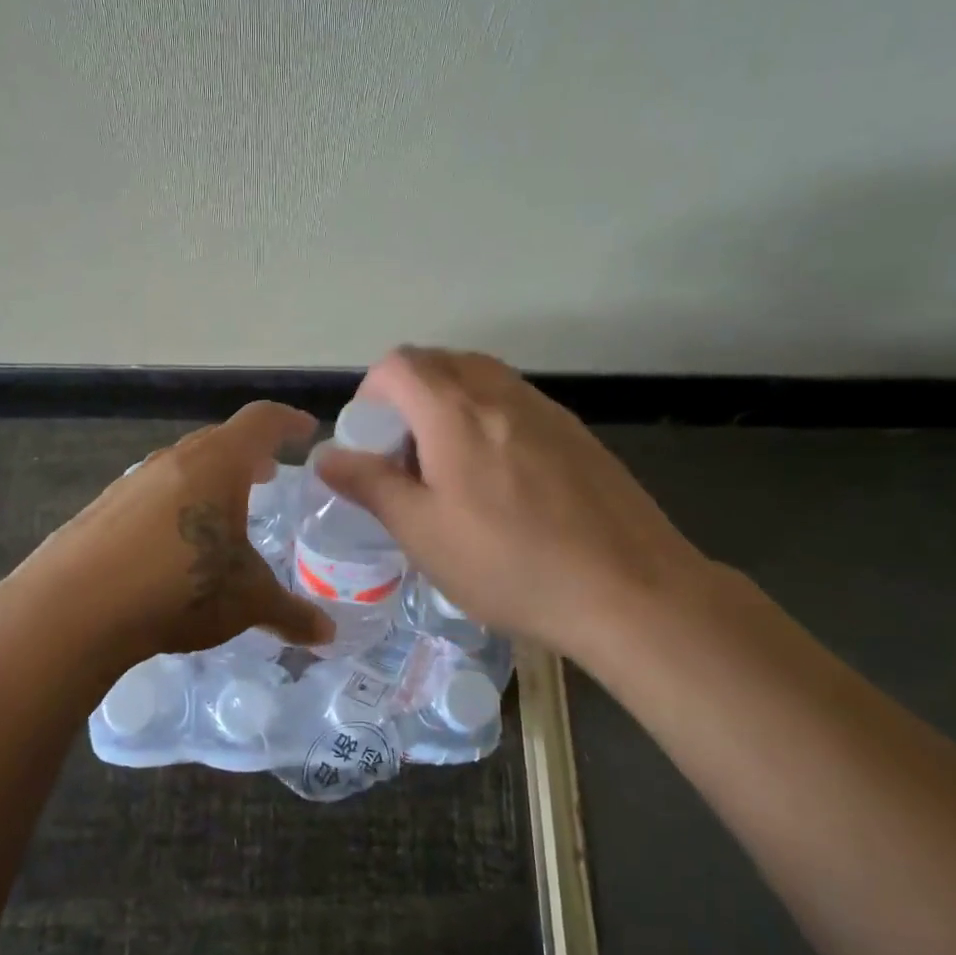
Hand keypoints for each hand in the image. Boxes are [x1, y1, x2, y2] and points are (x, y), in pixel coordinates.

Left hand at [7, 402, 333, 664]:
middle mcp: (174, 460)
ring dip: (210, 478)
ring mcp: (132, 482)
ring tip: (226, 507)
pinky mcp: (103, 508)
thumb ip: (291, 614)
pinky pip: (153, 493)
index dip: (288, 421)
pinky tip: (176, 541)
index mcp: (217, 463)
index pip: (261, 421)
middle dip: (250, 453)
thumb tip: (329, 636)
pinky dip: (176, 503)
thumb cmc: (179, 587)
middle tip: (271, 473)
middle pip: (220, 440)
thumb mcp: (247, 601)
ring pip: (183, 466)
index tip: (306, 428)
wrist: (72, 608)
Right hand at [315, 347, 713, 658]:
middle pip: (440, 363)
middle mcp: (500, 393)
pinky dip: (490, 419)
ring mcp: (545, 410)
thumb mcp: (423, 532)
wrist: (630, 591)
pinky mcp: (576, 433)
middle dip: (409, 396)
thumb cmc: (510, 564)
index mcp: (455, 411)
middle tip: (405, 455)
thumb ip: (369, 485)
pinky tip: (502, 482)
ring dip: (450, 405)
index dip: (372, 392)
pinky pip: (516, 404)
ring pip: (481, 380)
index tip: (372, 440)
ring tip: (450, 469)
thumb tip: (325, 456)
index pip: (399, 364)